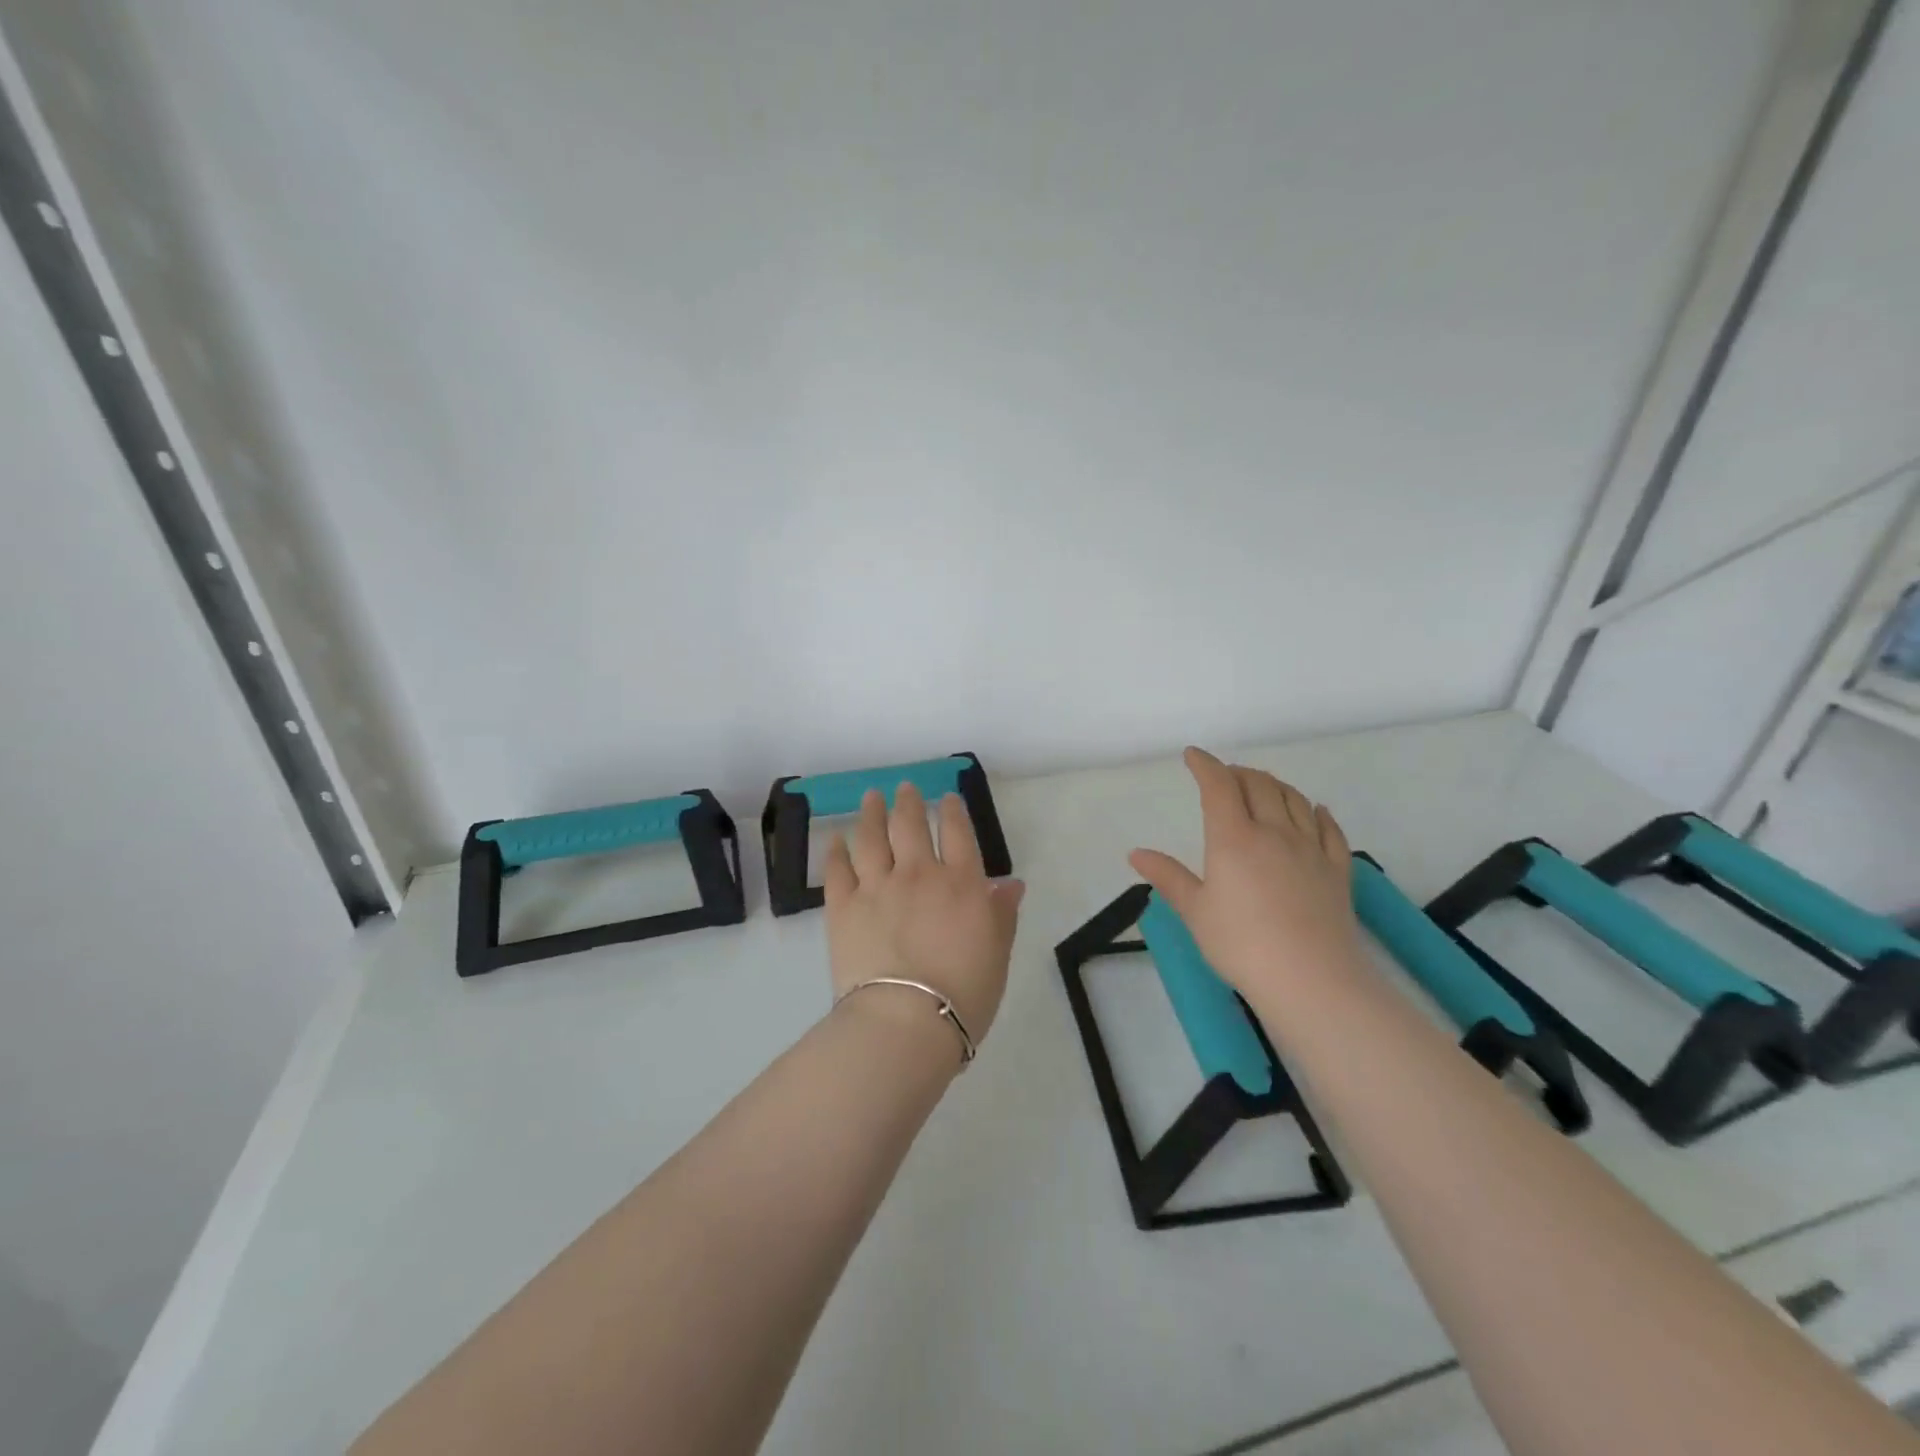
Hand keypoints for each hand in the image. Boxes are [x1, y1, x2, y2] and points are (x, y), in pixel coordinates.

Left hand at [823, 784, 1026, 1054]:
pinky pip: (838, 869)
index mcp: (961, 883)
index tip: (946, 798)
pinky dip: (837, 851)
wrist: (906, 1021)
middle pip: (910, 825)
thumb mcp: (998, 953)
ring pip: (872, 837)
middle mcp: (918, 873)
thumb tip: (1012, 884)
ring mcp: (877, 886)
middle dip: (908, 801)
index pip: (958, 833)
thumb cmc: (964, 993)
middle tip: (904, 788)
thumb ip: (1002, 913)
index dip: (952, 811)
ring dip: (871, 813)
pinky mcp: (843, 907)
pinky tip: (836, 840)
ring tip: (870, 797)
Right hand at [1129, 747, 1364, 1002]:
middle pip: (1259, 785)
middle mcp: (1274, 832)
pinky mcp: (1337, 870)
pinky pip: (1330, 829)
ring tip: (1262, 786)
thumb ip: (1168, 877)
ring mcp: (1311, 849)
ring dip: (1275, 785)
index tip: (1193, 756)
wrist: (1311, 978)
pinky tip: (1315, 810)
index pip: (1219, 786)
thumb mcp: (1195, 911)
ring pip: (1295, 800)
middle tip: (1224, 776)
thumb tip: (1136, 854)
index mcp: (1233, 838)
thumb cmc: (1241, 945)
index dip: (1205, 765)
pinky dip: (1318, 812)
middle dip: (1238, 773)